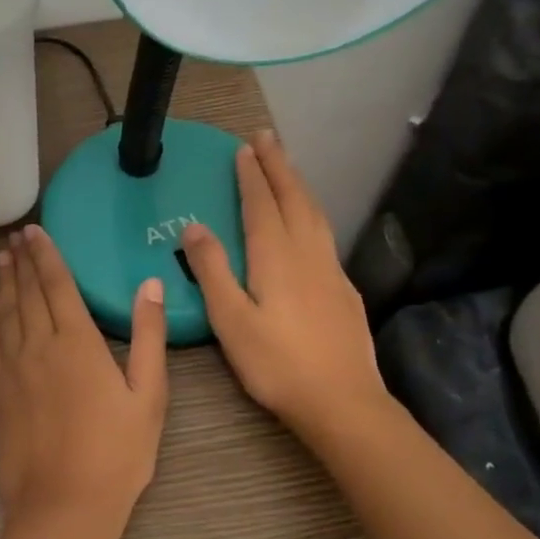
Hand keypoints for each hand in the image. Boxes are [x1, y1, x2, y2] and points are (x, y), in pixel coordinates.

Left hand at [0, 225, 168, 538]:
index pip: (57, 284)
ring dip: (3, 283)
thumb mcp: (149, 395)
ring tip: (1, 259)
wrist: (63, 506)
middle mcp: (38, 345)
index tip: (34, 231)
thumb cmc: (116, 453)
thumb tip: (149, 284)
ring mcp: (12, 369)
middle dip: (22, 261)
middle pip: (27, 292)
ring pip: (4, 313)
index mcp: (77, 342)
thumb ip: (148, 336)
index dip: (46, 254)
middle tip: (15, 238)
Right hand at [180, 130, 392, 450]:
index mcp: (275, 257)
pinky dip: (311, 212)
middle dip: (279, 166)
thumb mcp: (230, 320)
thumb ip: (212, 271)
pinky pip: (324, 233)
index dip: (251, 175)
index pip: (261, 204)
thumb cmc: (276, 364)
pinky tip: (309, 223)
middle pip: (293, 198)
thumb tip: (195, 226)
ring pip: (314, 213)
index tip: (243, 147)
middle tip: (267, 137)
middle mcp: (307, 253)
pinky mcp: (344, 288)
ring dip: (297, 184)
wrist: (342, 401)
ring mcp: (330, 269)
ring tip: (287, 167)